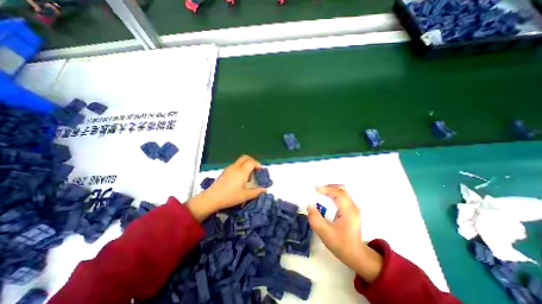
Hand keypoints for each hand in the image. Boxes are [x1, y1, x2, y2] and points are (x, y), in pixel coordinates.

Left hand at [188, 156, 267, 221]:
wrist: (212, 198)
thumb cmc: (230, 197)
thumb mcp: (245, 196)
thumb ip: (256, 192)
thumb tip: (265, 190)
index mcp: (242, 172)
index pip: (252, 162)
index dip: (258, 165)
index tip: (261, 171)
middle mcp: (235, 167)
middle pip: (245, 157)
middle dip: (253, 161)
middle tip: (256, 169)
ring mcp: (229, 168)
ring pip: (240, 161)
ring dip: (247, 164)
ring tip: (249, 176)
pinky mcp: (225, 171)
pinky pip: (236, 165)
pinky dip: (241, 167)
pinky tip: (240, 178)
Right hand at [307, 184, 381, 283]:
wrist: (356, 255)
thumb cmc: (341, 244)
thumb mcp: (325, 233)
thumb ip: (315, 219)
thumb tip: (309, 206)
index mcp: (348, 211)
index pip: (338, 193)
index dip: (326, 189)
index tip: (315, 190)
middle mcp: (353, 207)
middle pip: (342, 189)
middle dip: (329, 187)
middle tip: (318, 190)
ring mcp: (354, 208)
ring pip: (343, 191)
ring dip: (332, 190)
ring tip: (321, 193)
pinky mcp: (353, 210)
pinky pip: (343, 196)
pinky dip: (334, 194)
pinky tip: (328, 199)